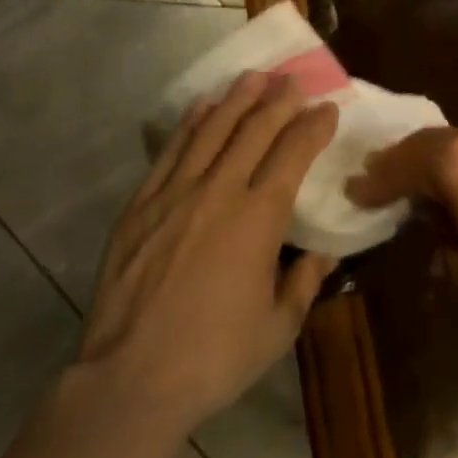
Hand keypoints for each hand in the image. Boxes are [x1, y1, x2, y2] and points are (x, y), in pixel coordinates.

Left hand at [77, 71, 339, 433]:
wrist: (130, 380)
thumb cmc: (214, 357)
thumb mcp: (277, 328)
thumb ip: (304, 283)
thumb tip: (323, 254)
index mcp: (259, 217)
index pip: (293, 154)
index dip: (313, 127)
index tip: (328, 109)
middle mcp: (220, 191)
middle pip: (254, 130)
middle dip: (279, 101)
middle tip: (294, 81)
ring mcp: (175, 194)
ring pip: (212, 130)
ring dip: (237, 99)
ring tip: (255, 77)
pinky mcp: (141, 205)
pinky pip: (171, 151)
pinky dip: (190, 123)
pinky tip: (203, 106)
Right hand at [349, 118, 457, 351]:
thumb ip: (439, 237)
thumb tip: (439, 221)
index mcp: (456, 162)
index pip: (402, 165)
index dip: (375, 180)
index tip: (356, 190)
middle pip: (434, 142)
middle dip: (408, 162)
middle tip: (388, 178)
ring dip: (453, 159)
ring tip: (444, 180)